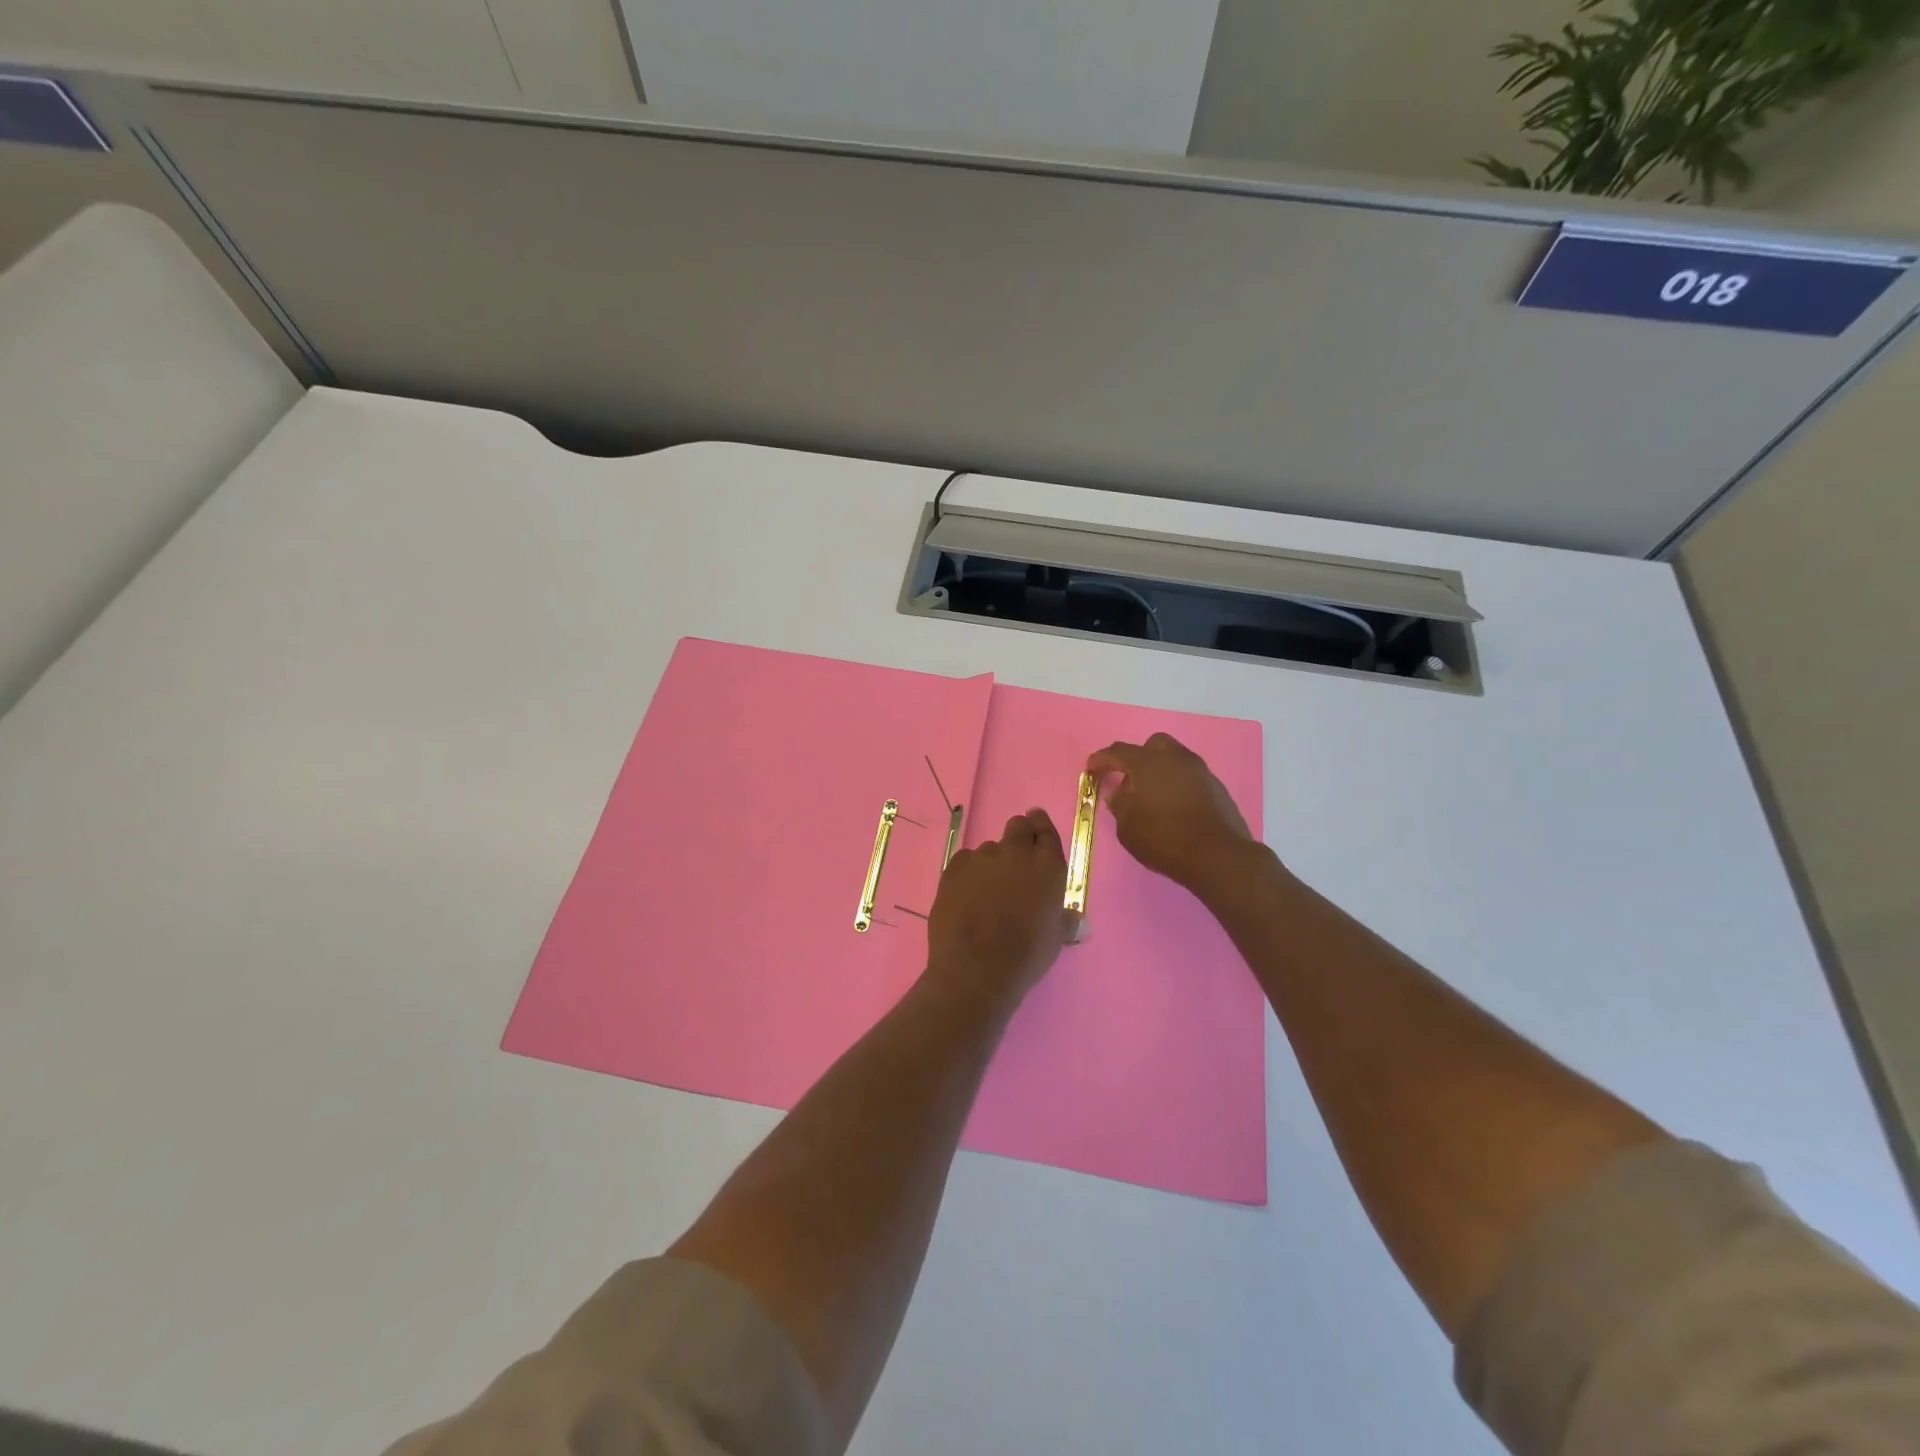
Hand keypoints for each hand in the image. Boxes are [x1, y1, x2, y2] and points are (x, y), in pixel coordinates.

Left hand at [927, 809, 1073, 1005]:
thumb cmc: (1025, 956)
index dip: (1040, 827)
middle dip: (1019, 836)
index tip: (1036, 828)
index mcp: (1047, 866)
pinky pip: (965, 861)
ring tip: (988, 892)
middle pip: (1018, 826)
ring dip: (993, 862)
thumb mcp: (1055, 938)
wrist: (975, 969)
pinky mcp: (953, 868)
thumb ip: (1063, 919)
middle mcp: (1015, 853)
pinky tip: (967, 897)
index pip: (1045, 830)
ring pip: (989, 848)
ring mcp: (981, 858)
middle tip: (1016, 860)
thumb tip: (1076, 920)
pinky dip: (968, 873)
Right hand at [1088, 733, 1255, 891]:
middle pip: (1152, 745)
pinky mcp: (1216, 786)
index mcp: (1147, 763)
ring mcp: (1199, 770)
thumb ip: (1120, 804)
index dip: (1101, 759)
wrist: (1216, 855)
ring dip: (1161, 771)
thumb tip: (1120, 793)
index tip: (1092, 768)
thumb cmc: (1163, 839)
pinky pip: (1190, 776)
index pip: (1118, 752)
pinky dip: (1178, 784)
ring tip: (1154, 796)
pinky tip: (1176, 807)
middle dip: (1138, 758)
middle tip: (1131, 780)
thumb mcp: (1127, 827)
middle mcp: (1174, 758)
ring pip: (1174, 759)